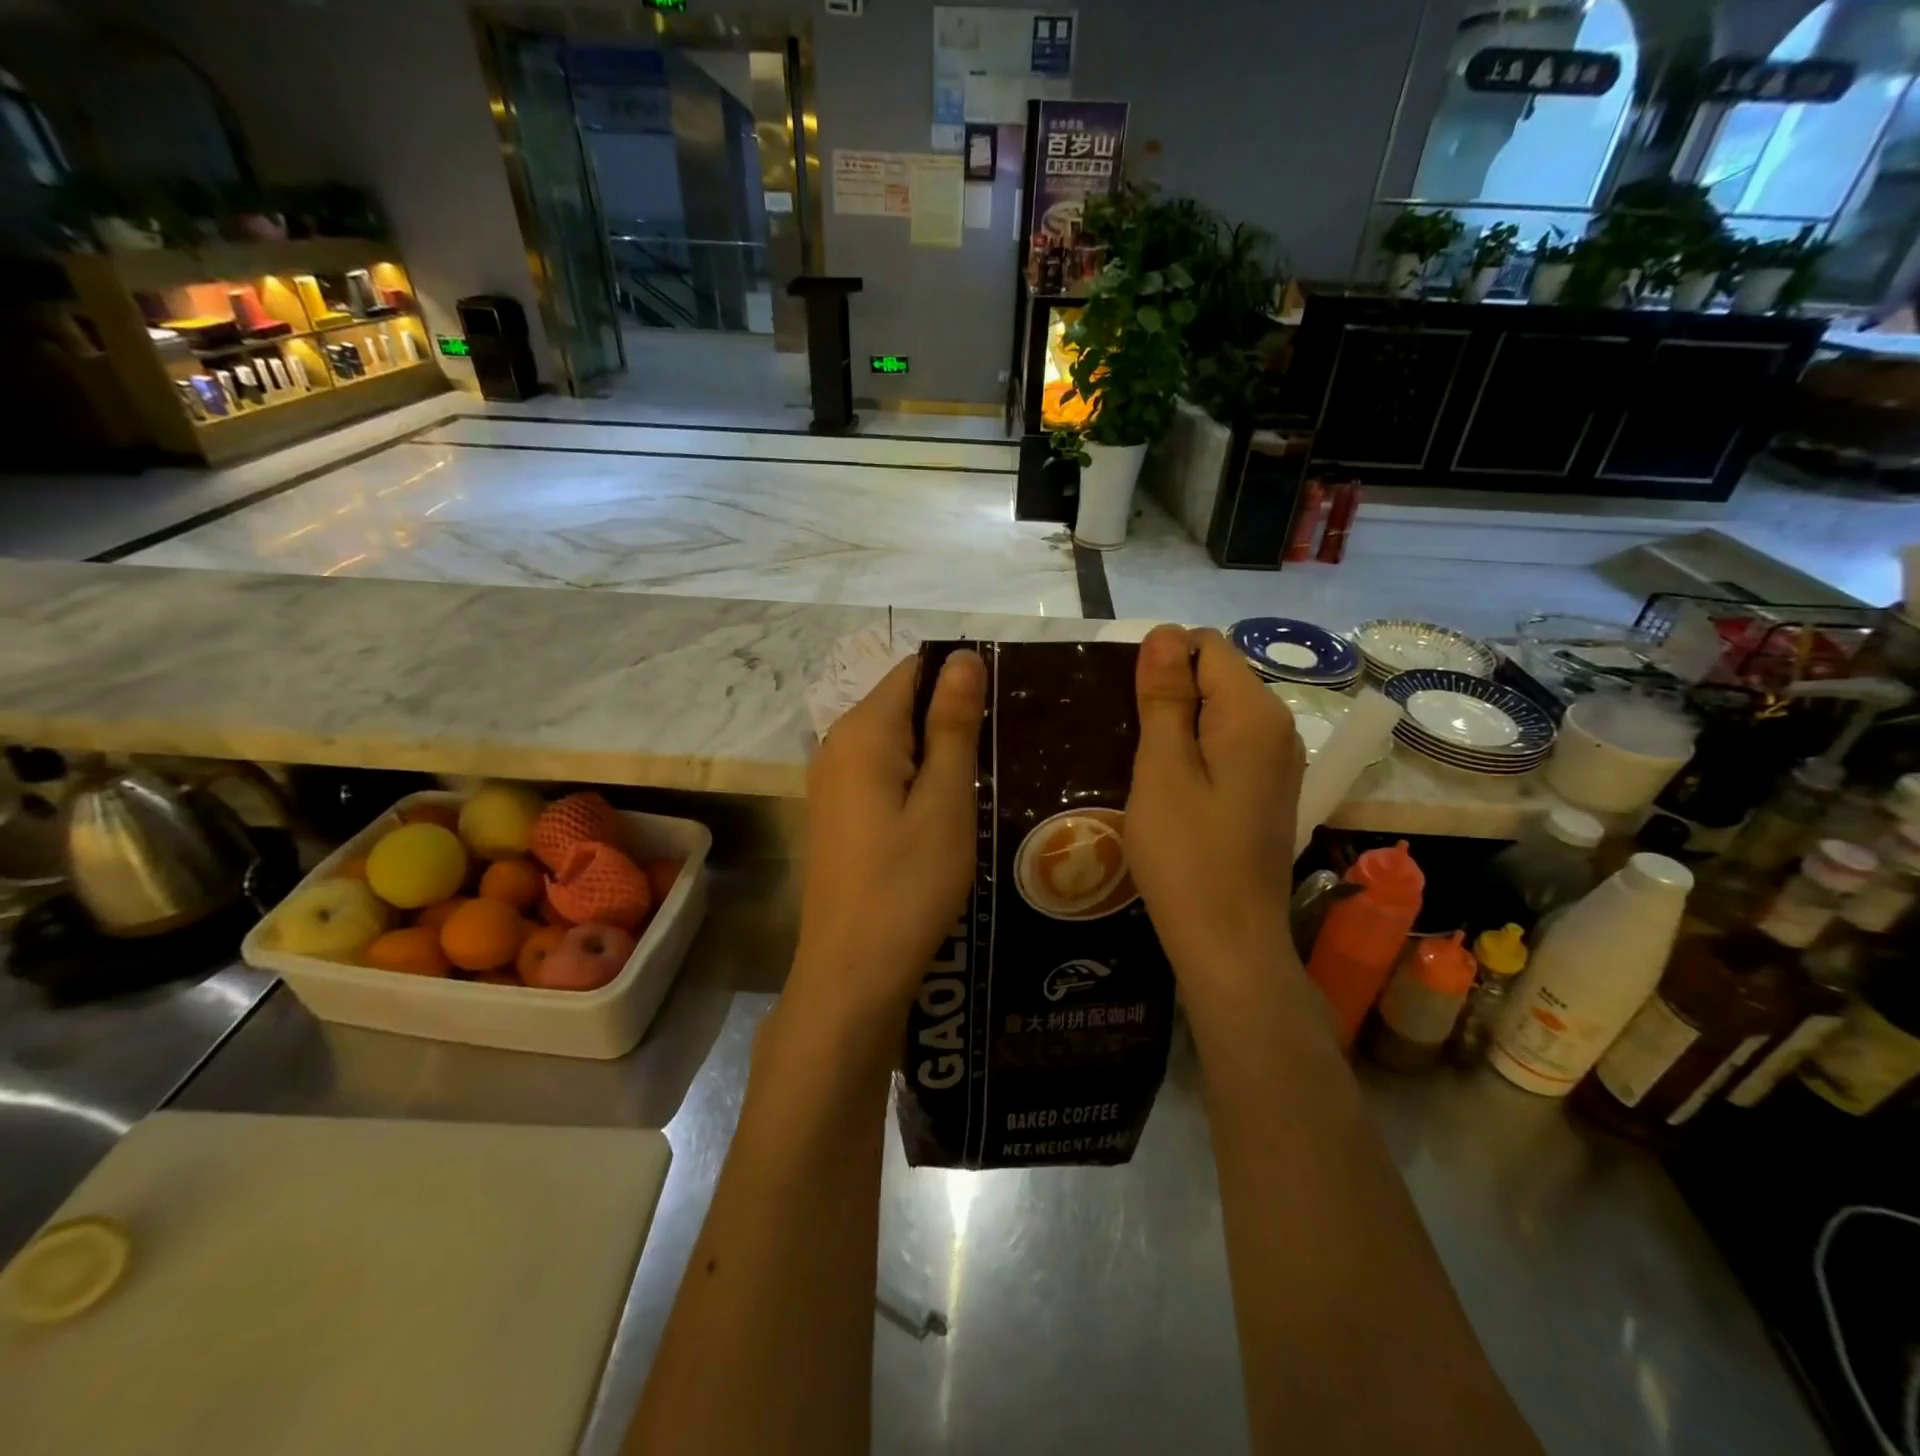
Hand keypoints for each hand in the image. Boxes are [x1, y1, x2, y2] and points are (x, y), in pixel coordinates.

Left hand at [790, 649, 986, 1031]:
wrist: (852, 972)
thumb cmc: (907, 885)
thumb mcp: (944, 801)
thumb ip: (952, 725)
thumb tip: (962, 657)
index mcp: (862, 732)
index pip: (912, 671)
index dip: (959, 678)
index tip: (1004, 705)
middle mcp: (836, 745)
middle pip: (901, 704)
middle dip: (951, 716)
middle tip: (1005, 747)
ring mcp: (831, 783)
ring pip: (894, 742)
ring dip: (938, 751)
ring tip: (987, 777)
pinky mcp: (837, 814)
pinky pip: (882, 774)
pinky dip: (916, 779)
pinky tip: (949, 809)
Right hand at [1125, 626, 1304, 985]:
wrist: (1229, 942)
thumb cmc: (1187, 856)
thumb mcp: (1162, 770)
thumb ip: (1165, 697)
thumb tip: (1165, 632)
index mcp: (1254, 713)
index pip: (1206, 646)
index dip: (1161, 663)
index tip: (1128, 708)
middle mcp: (1279, 727)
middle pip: (1217, 676)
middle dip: (1169, 694)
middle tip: (1129, 742)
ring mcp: (1279, 762)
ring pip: (1220, 713)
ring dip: (1178, 725)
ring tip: (1142, 765)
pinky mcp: (1269, 790)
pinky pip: (1228, 746)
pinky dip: (1196, 752)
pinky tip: (1170, 788)